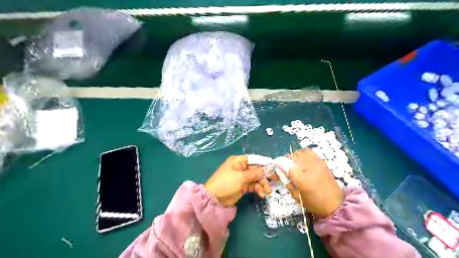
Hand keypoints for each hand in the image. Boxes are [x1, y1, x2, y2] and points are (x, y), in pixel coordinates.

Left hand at [204, 155, 269, 207]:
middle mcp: (241, 168)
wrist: (215, 199)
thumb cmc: (226, 183)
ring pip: (256, 179)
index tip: (274, 167)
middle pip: (256, 170)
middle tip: (275, 180)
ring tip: (267, 191)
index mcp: (238, 161)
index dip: (263, 163)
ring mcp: (242, 178)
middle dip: (264, 176)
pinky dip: (257, 189)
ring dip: (262, 184)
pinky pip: (253, 186)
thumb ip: (254, 173)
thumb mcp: (241, 177)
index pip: (254, 159)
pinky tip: (261, 194)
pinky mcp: (242, 186)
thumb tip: (265, 170)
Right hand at [274, 149, 341, 217]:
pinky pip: (309, 152)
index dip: (278, 163)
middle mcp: (309, 167)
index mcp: (301, 178)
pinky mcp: (322, 162)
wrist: (335, 205)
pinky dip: (303, 154)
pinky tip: (303, 162)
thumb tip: (279, 171)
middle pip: (293, 156)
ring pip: (301, 152)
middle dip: (287, 160)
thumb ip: (286, 182)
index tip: (276, 165)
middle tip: (286, 168)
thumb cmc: (314, 203)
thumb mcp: (296, 195)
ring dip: (295, 157)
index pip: (285, 164)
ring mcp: (317, 163)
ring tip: (295, 164)